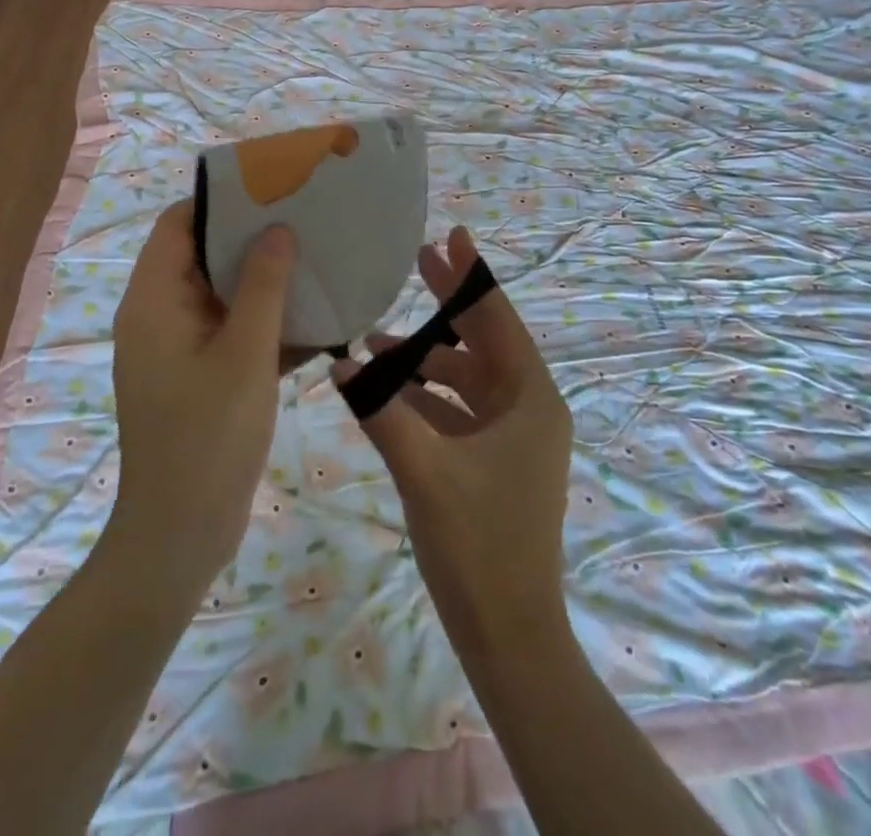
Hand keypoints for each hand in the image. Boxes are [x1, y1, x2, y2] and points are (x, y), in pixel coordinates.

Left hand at [109, 200, 294, 590]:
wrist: (180, 537)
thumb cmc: (208, 437)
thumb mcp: (244, 354)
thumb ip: (262, 287)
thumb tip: (277, 229)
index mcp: (154, 300)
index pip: (178, 225)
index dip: (220, 202)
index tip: (271, 189)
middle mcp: (160, 316)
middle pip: (204, 257)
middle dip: (253, 239)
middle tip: (307, 220)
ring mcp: (180, 349)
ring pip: (224, 297)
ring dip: (267, 283)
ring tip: (319, 259)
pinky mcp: (201, 378)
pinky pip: (235, 334)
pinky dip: (268, 325)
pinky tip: (320, 320)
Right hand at [333, 227, 574, 655]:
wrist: (509, 636)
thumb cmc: (479, 545)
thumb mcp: (424, 470)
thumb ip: (380, 411)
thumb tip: (340, 364)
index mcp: (530, 400)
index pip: (500, 320)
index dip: (474, 276)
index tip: (452, 235)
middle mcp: (528, 409)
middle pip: (484, 341)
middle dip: (449, 303)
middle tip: (417, 260)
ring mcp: (512, 437)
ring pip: (466, 377)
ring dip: (425, 356)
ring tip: (377, 335)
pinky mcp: (493, 461)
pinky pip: (458, 410)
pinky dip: (425, 394)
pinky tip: (386, 386)